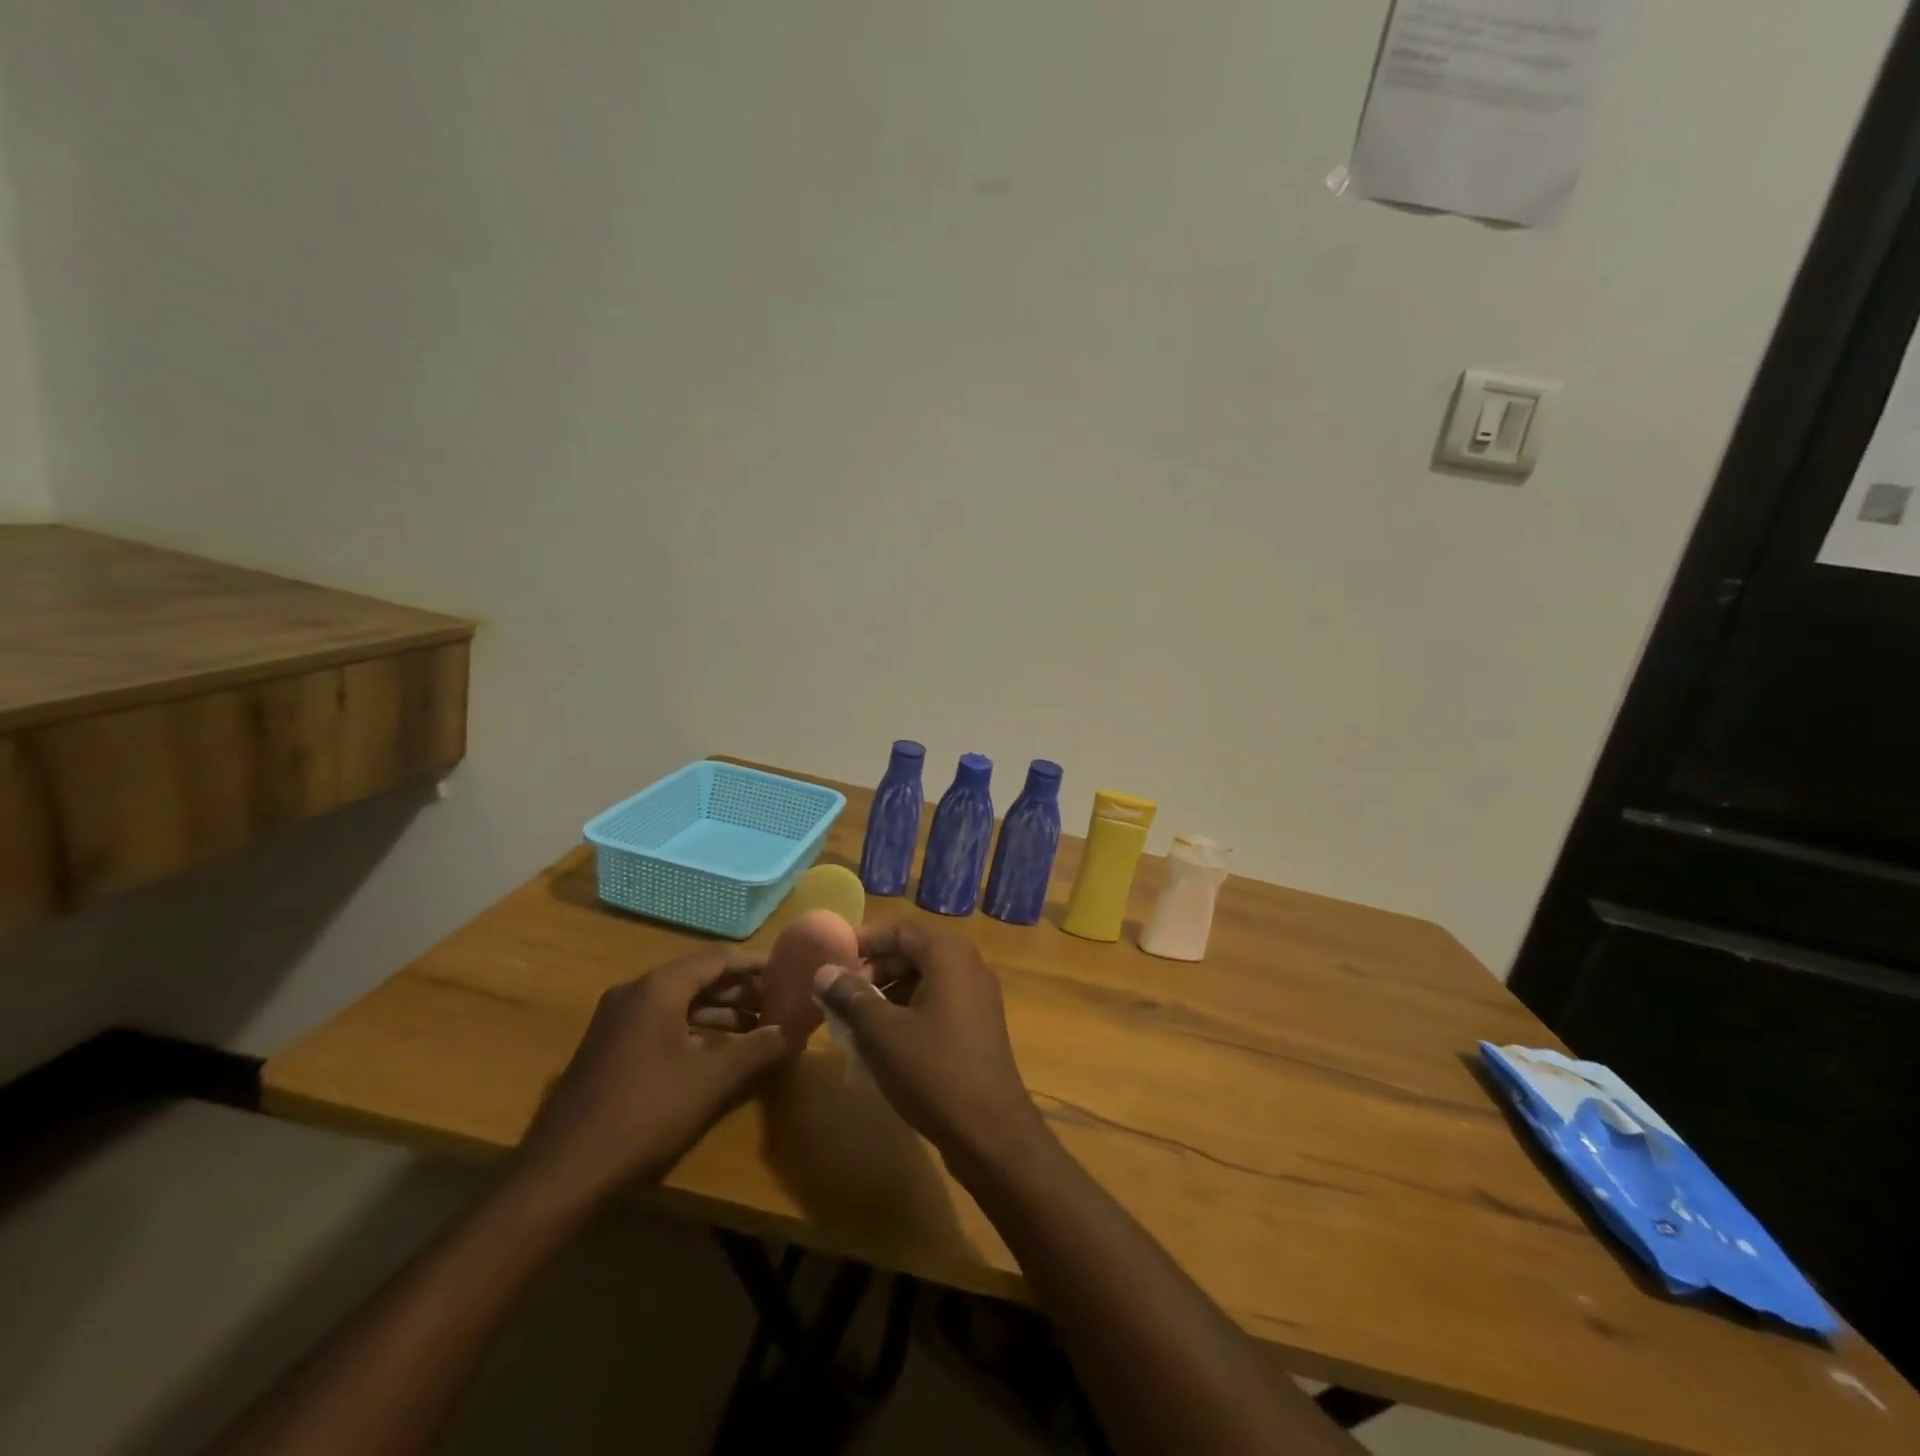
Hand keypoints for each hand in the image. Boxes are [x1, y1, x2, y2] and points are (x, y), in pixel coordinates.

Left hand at [514, 949, 792, 1214]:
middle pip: (698, 977)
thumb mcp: (711, 1081)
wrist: (563, 1171)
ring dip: (718, 1011)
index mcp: (658, 988)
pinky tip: (716, 1049)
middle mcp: (634, 993)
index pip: (718, 959)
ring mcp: (616, 1020)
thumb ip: (757, 1050)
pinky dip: (693, 1028)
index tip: (789, 970)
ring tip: (757, 1026)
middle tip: (778, 1002)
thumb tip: (794, 1031)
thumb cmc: (644, 1114)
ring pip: (679, 1001)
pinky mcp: (608, 1047)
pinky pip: (660, 1021)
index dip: (756, 965)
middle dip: (740, 990)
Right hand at [813, 920, 1045, 1163]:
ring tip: (856, 1023)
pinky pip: (937, 1004)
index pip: (900, 930)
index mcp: (949, 955)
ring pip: (924, 981)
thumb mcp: (881, 1032)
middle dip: (874, 971)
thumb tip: (824, 971)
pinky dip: (909, 1013)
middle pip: (913, 953)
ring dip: (888, 994)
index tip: (832, 961)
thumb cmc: (933, 1071)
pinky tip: (885, 1043)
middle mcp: (968, 966)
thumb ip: (850, 996)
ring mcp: (977, 997)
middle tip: (841, 997)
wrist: (991, 1132)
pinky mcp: (979, 1026)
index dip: (865, 941)